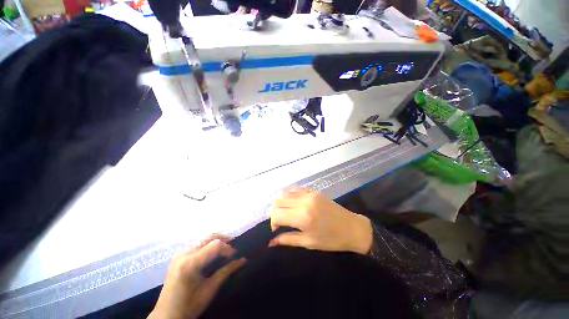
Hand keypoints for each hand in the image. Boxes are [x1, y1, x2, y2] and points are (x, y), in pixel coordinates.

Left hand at [149, 235, 245, 318]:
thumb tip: (243, 260)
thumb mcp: (210, 290)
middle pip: (210, 237)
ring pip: (204, 239)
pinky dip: (209, 245)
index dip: (228, 248)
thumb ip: (226, 271)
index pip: (215, 245)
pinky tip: (214, 254)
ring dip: (217, 241)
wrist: (166, 316)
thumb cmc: (189, 306)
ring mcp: (180, 253)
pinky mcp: (179, 256)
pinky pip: (198, 244)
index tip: (236, 255)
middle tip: (233, 248)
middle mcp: (184, 253)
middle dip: (224, 240)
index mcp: (190, 263)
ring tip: (226, 250)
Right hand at [270, 188, 372, 254]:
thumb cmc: (331, 240)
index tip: (277, 229)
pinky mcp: (314, 191)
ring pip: (286, 192)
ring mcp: (309, 194)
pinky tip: (293, 203)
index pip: (277, 214)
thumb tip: (271, 242)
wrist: (352, 228)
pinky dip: (290, 195)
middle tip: (280, 220)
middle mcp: (303, 202)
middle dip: (275, 211)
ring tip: (285, 211)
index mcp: (302, 217)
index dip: (273, 222)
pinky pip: (296, 189)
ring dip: (281, 202)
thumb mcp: (308, 243)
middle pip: (279, 200)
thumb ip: (287, 239)